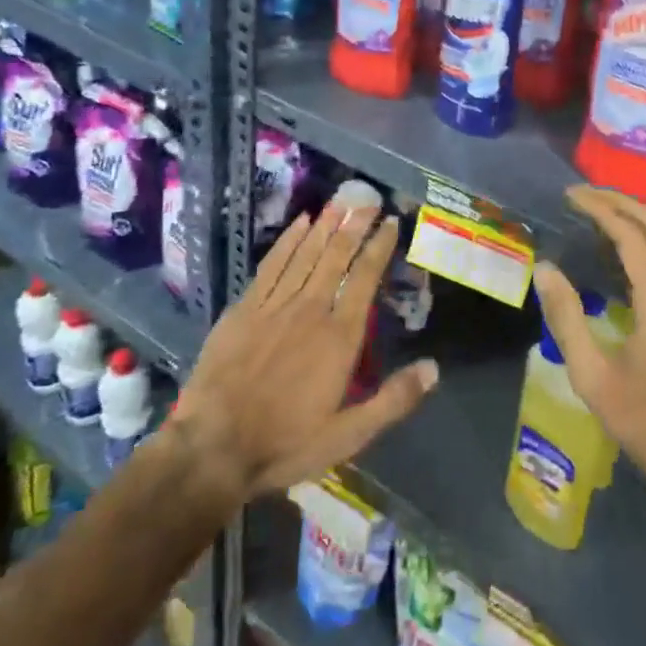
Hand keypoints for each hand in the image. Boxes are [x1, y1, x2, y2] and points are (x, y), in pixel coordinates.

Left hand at [176, 195, 438, 499]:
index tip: (391, 222)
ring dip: (325, 225)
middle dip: (355, 225)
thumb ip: (393, 400)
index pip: (365, 279)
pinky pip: (272, 264)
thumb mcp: (348, 436)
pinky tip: (299, 223)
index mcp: (339, 337)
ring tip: (341, 201)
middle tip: (368, 198)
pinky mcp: (245, 308)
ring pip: (306, 253)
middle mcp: (310, 309)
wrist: (212, 448)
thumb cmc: (284, 443)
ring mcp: (275, 304)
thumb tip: (434, 368)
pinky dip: (288, 241)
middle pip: (337, 256)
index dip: (379, 247)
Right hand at [535, 186, 645, 505]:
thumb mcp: (593, 376)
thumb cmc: (644, 421)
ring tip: (598, 212)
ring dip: (637, 218)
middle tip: (583, 195)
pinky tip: (624, 250)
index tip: (569, 196)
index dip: (600, 208)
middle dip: (620, 201)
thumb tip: (545, 269)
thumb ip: (566, 317)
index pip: (632, 234)